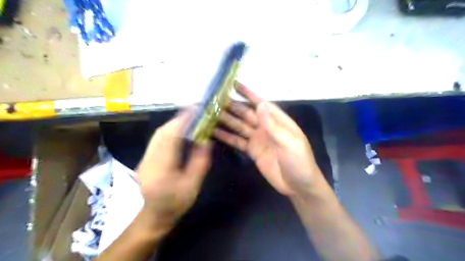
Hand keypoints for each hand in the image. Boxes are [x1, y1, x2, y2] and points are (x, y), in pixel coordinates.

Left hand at [136, 109, 211, 231]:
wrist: (154, 216)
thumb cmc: (176, 203)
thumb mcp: (192, 185)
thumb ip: (200, 162)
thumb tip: (206, 140)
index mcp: (162, 167)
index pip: (171, 137)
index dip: (183, 121)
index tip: (195, 110)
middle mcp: (150, 159)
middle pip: (163, 132)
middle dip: (179, 119)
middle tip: (194, 112)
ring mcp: (145, 158)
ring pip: (158, 134)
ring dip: (174, 123)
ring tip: (189, 118)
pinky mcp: (146, 158)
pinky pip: (157, 139)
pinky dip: (169, 130)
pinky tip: (178, 130)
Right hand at [213, 82, 324, 195]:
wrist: (298, 186)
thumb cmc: (299, 162)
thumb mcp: (289, 142)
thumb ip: (273, 125)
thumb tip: (260, 104)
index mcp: (277, 121)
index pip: (261, 104)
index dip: (248, 94)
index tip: (233, 84)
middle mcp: (266, 127)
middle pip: (246, 114)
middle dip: (232, 106)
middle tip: (214, 100)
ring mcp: (257, 139)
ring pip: (239, 126)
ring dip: (226, 120)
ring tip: (210, 114)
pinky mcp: (252, 151)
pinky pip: (237, 141)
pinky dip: (227, 137)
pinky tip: (214, 132)